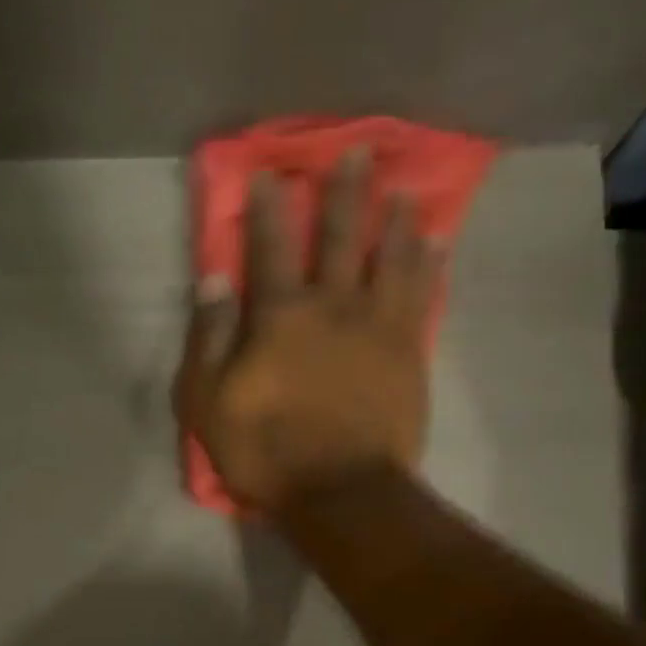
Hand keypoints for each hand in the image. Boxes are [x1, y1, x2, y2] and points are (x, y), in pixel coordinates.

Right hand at [172, 148, 440, 513]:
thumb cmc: (266, 454)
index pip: (271, 247)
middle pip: (341, 236)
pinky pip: (422, 296)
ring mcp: (377, 326)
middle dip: (345, 192)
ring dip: (395, 220)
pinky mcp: (409, 353)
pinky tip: (436, 242)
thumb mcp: (210, 405)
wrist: (340, 492)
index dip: (269, 207)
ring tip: (404, 191)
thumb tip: (213, 280)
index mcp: (280, 315)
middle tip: (358, 152)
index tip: (270, 171)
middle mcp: (333, 305)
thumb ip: (209, 340)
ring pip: (391, 257)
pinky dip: (429, 265)